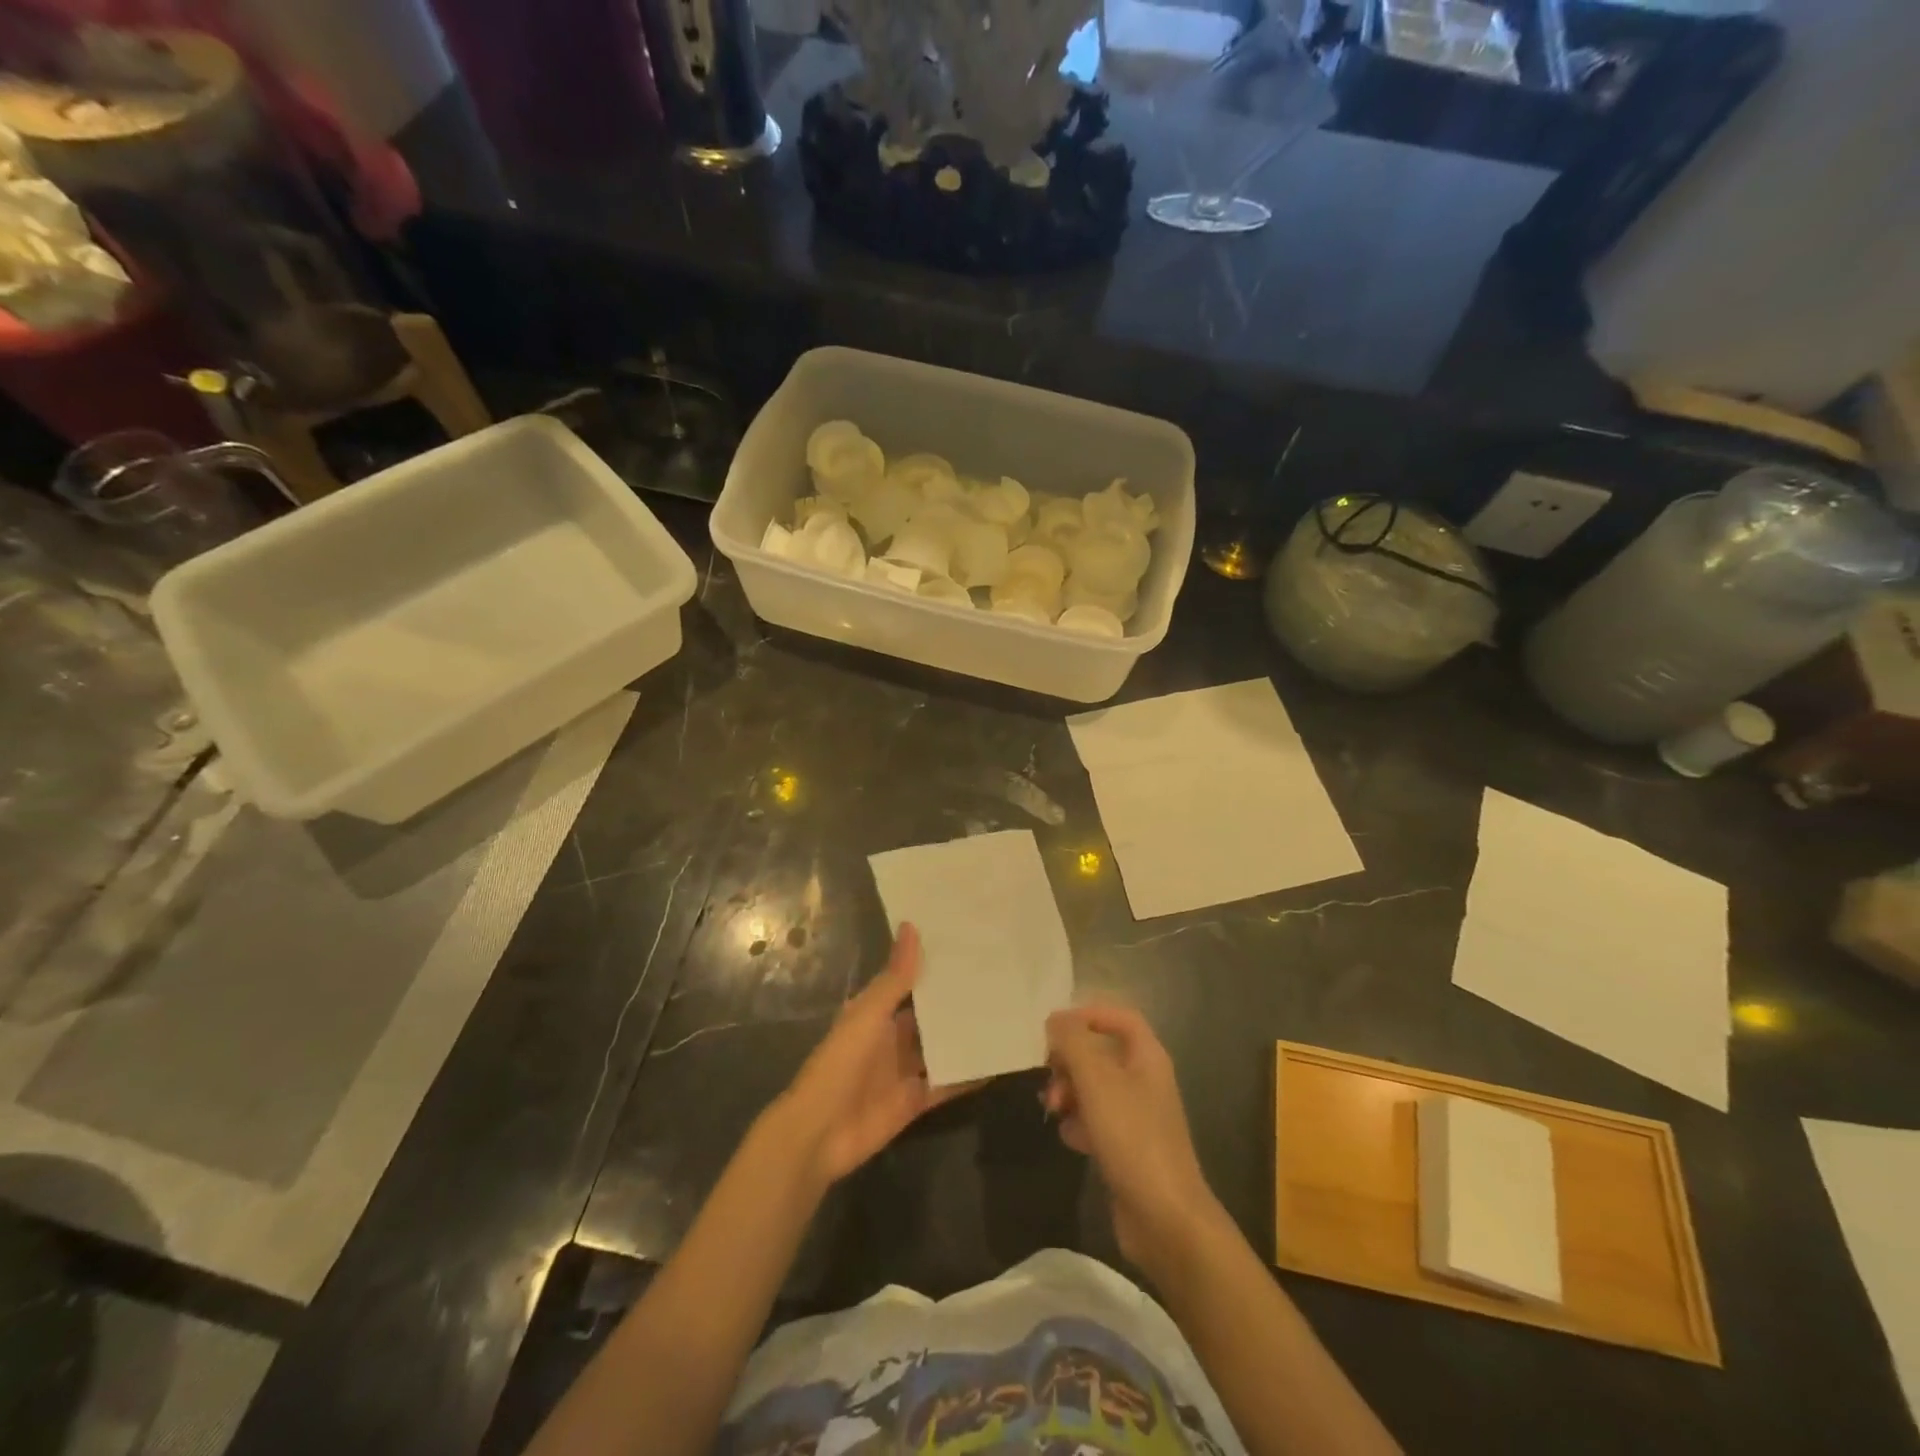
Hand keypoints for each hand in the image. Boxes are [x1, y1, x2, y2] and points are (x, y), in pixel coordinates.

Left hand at [770, 924, 972, 1188]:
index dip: (933, 967)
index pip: (909, 983)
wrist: (819, 1134)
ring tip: (1005, 1015)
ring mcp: (904, 1071)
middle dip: (956, 1002)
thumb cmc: (839, 1064)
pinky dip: (967, 1076)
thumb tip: (911, 926)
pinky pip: (946, 1084)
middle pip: (928, 1017)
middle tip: (998, 979)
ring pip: (940, 1048)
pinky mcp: (915, 1101)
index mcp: (875, 1013)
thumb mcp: (868, 1015)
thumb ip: (895, 978)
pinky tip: (996, 1063)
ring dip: (965, 1037)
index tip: (968, 947)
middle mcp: (891, 1038)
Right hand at [1045, 1004, 1222, 1271]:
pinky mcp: (1128, 1148)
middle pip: (1101, 1052)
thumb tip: (1056, 1019)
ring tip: (1053, 1109)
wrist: (1165, 1219)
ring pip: (1094, 1087)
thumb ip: (1073, 1043)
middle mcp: (1145, 1080)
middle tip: (1048, 1073)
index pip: (1120, 1017)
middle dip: (1070, 1059)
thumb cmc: (1133, 1138)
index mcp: (1147, 1057)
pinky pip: (1096, 1121)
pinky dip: (1079, 1124)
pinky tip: (1071, 1139)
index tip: (1055, 1028)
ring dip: (1069, 1092)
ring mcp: (1138, 1116)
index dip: (1088, 1014)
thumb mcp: (1097, 1081)